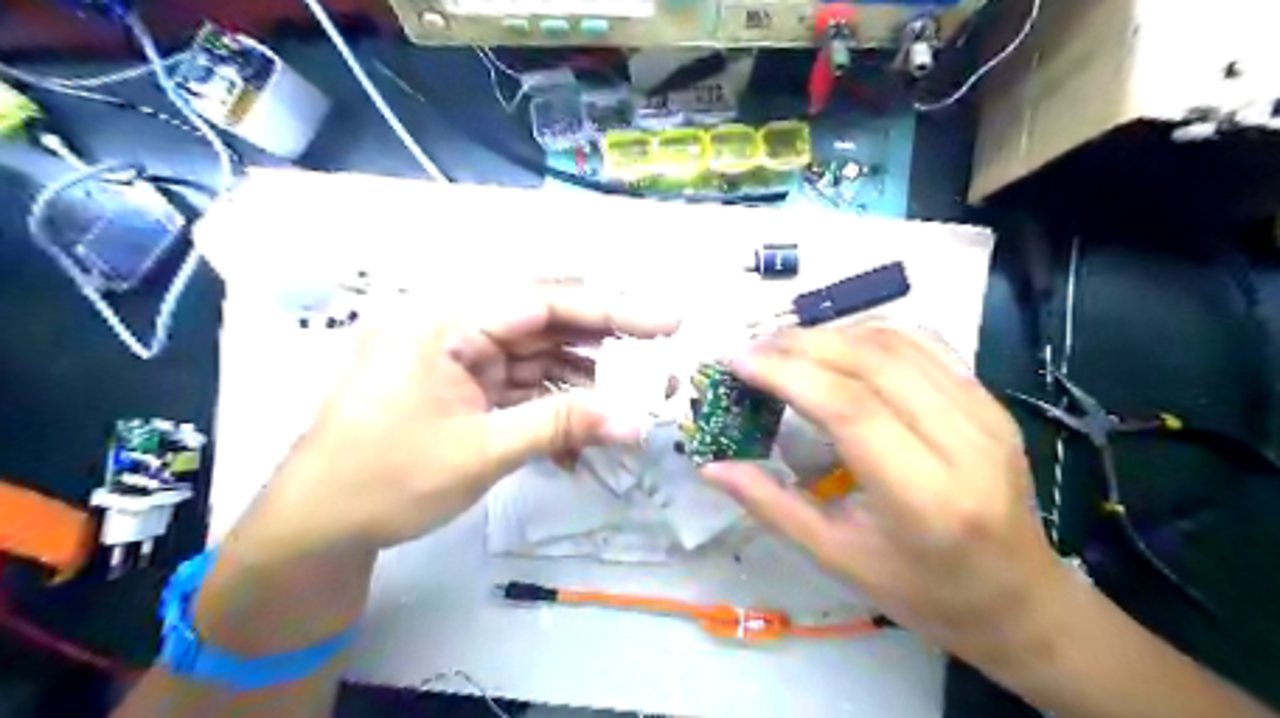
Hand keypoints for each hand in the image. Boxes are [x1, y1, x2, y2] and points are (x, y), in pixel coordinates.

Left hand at [238, 284, 677, 556]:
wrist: (316, 529)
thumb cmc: (386, 481)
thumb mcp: (482, 451)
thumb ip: (562, 425)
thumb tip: (637, 423)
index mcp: (445, 321)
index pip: (545, 302)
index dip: (613, 311)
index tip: (668, 323)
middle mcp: (454, 326)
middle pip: (546, 322)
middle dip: (603, 344)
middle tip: (656, 360)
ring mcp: (458, 357)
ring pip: (538, 355)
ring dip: (582, 381)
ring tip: (628, 404)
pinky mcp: (463, 385)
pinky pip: (520, 384)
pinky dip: (553, 406)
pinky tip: (583, 435)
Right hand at [700, 329, 1071, 664]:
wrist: (1019, 598)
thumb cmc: (923, 592)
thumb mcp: (838, 559)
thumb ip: (771, 506)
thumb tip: (711, 467)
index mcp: (926, 497)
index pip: (850, 408)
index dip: (788, 374)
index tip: (739, 361)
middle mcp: (965, 443)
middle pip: (873, 363)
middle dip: (802, 345)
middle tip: (753, 349)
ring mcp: (986, 414)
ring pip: (898, 343)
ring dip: (833, 333)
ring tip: (785, 346)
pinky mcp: (990, 400)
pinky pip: (925, 344)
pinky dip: (871, 334)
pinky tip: (837, 345)